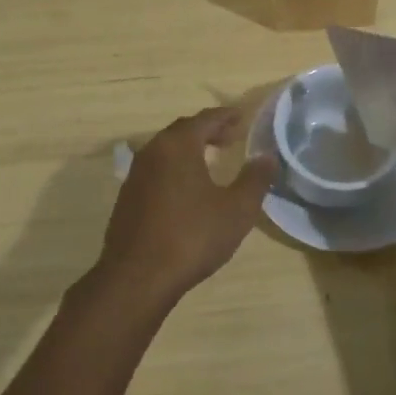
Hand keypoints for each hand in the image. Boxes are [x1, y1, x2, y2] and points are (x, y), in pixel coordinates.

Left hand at [93, 106, 276, 306]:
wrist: (138, 278)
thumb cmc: (192, 236)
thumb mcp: (237, 209)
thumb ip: (255, 179)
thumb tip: (268, 157)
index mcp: (178, 145)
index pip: (206, 119)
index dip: (226, 116)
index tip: (242, 117)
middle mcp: (152, 152)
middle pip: (183, 131)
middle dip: (208, 131)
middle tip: (230, 137)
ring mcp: (136, 175)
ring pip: (167, 150)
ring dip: (190, 149)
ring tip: (211, 160)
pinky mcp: (127, 198)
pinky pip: (157, 170)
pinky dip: (176, 168)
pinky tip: (187, 188)